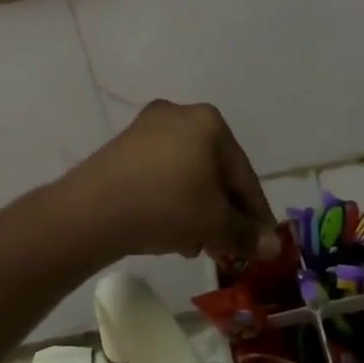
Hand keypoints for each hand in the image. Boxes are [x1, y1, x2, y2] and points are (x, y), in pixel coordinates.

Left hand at [60, 101, 280, 262]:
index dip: (256, 214)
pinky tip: (170, 231)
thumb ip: (247, 234)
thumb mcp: (214, 224)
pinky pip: (161, 174)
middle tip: (227, 248)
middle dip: (223, 212)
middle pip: (215, 172)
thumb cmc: (166, 206)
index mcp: (210, 122)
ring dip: (198, 210)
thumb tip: (272, 246)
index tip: (263, 243)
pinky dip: (172, 200)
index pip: (244, 175)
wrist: (91, 211)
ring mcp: (147, 128)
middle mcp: (180, 114)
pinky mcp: (123, 146)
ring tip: (195, 245)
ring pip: (187, 175)